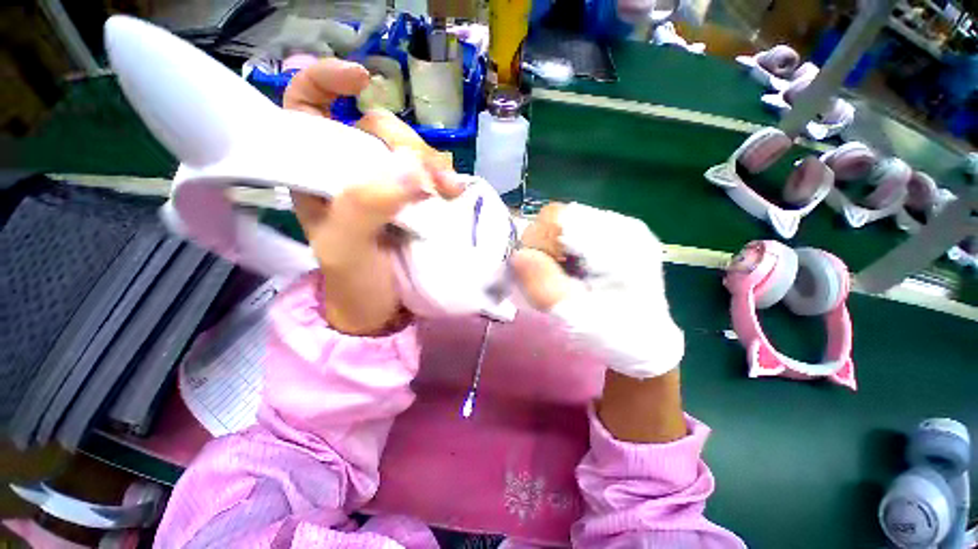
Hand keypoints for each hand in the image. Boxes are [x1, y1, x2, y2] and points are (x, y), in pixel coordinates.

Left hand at [283, 58, 460, 335]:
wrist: (381, 313)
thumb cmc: (354, 284)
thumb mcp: (345, 248)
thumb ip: (365, 206)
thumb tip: (412, 169)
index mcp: (317, 174)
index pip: (308, 106)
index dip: (329, 81)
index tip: (364, 80)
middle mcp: (352, 172)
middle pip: (377, 128)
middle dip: (405, 142)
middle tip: (429, 177)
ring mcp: (388, 187)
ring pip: (411, 151)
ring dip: (433, 163)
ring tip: (450, 190)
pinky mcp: (415, 203)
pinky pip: (432, 175)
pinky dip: (446, 179)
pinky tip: (455, 193)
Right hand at [514, 203, 686, 442]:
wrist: (647, 351)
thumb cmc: (616, 336)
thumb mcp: (575, 316)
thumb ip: (543, 285)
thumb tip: (517, 255)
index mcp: (619, 240)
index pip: (560, 217)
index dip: (535, 240)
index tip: (530, 269)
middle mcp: (622, 228)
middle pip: (561, 220)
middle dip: (541, 247)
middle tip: (542, 278)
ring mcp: (619, 234)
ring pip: (564, 229)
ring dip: (550, 253)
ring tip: (554, 280)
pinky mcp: (612, 245)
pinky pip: (573, 240)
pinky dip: (559, 255)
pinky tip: (564, 276)